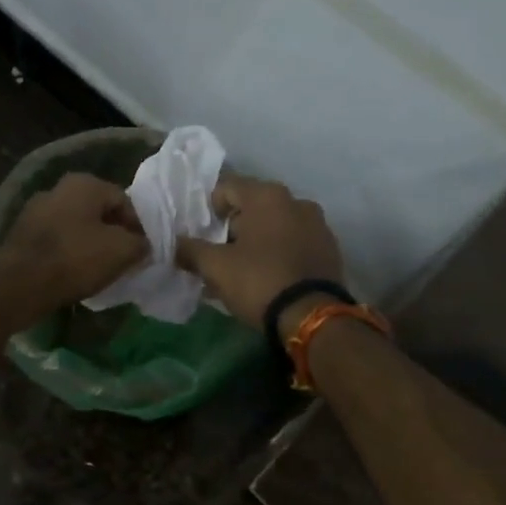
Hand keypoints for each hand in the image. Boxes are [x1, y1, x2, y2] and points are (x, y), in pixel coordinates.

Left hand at [0, 172, 147, 315]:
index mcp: (84, 183)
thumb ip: (140, 244)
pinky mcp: (21, 234)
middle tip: (123, 260)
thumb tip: (142, 245)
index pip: (124, 201)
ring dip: (90, 244)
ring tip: (99, 270)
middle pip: (98, 212)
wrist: (19, 284)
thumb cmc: (75, 259)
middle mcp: (58, 188)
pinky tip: (73, 274)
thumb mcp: (121, 251)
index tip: (142, 252)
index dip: (138, 227)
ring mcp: (35, 210)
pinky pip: (56, 241)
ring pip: (76, 226)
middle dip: (113, 235)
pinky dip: (68, 254)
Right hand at [176, 173, 345, 331]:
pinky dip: (278, 253)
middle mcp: (296, 201)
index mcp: (267, 196)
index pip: (226, 188)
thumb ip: (191, 250)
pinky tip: (267, 277)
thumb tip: (176, 244)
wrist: (312, 317)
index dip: (208, 209)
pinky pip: (294, 243)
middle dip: (232, 228)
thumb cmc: (259, 281)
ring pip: (275, 226)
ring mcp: (318, 225)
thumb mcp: (215, 267)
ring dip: (256, 241)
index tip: (200, 235)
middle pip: (252, 207)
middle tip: (218, 254)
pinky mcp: (329, 249)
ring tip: (242, 270)